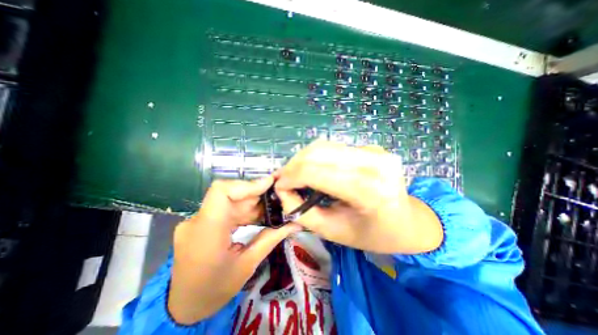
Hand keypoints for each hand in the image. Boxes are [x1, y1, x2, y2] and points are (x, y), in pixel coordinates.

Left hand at [167, 177, 298, 324]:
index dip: (247, 184)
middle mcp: (197, 221)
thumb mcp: (247, 265)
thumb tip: (295, 224)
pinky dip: (244, 211)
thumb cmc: (214, 290)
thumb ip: (271, 239)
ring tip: (272, 208)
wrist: (184, 307)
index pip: (221, 191)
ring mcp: (198, 221)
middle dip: (256, 195)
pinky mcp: (202, 224)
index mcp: (206, 231)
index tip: (269, 184)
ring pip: (230, 201)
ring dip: (252, 204)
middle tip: (278, 198)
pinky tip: (258, 216)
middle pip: (230, 195)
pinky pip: (226, 210)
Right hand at [272, 140, 440, 253]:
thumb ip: (301, 211)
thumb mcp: (332, 231)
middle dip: (293, 165)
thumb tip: (282, 190)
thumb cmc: (372, 234)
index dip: (290, 177)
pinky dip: (318, 157)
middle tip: (284, 180)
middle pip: (318, 152)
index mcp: (367, 190)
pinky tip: (314, 169)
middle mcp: (373, 163)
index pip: (315, 172)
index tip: (279, 186)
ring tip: (295, 174)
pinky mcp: (372, 147)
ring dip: (303, 159)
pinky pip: (335, 148)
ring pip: (324, 146)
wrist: (409, 222)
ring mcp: (375, 151)